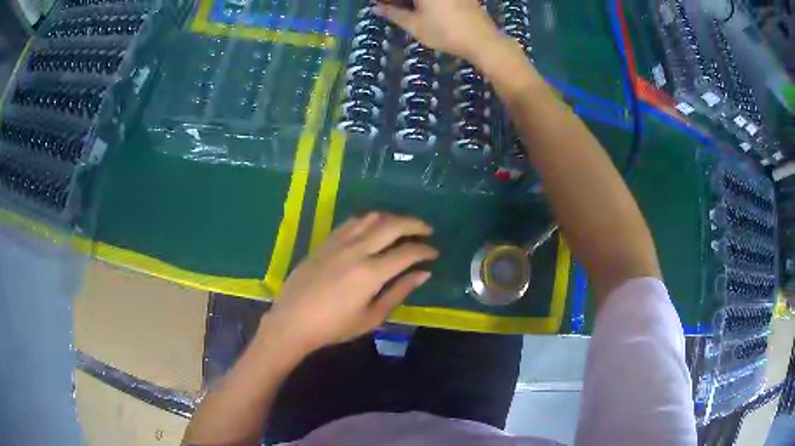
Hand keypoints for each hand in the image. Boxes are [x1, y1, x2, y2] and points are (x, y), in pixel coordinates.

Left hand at [261, 213, 437, 354]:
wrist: (292, 321)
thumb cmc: (334, 327)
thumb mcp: (372, 317)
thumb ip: (399, 292)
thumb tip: (423, 274)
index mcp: (370, 273)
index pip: (407, 252)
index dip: (425, 250)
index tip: (434, 253)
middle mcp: (356, 250)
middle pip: (392, 225)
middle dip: (414, 224)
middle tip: (426, 230)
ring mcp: (338, 242)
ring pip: (371, 218)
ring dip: (392, 219)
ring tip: (402, 228)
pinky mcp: (325, 242)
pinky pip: (352, 222)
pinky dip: (369, 221)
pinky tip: (373, 229)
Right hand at [374, 0, 501, 61]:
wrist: (482, 40)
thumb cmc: (445, 33)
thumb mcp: (414, 25)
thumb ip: (393, 13)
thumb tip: (375, 8)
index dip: (386, 1)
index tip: (378, 5)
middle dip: (398, 1)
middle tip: (387, 8)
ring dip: (411, 2)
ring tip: (402, 9)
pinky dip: (425, 2)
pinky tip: (420, 8)